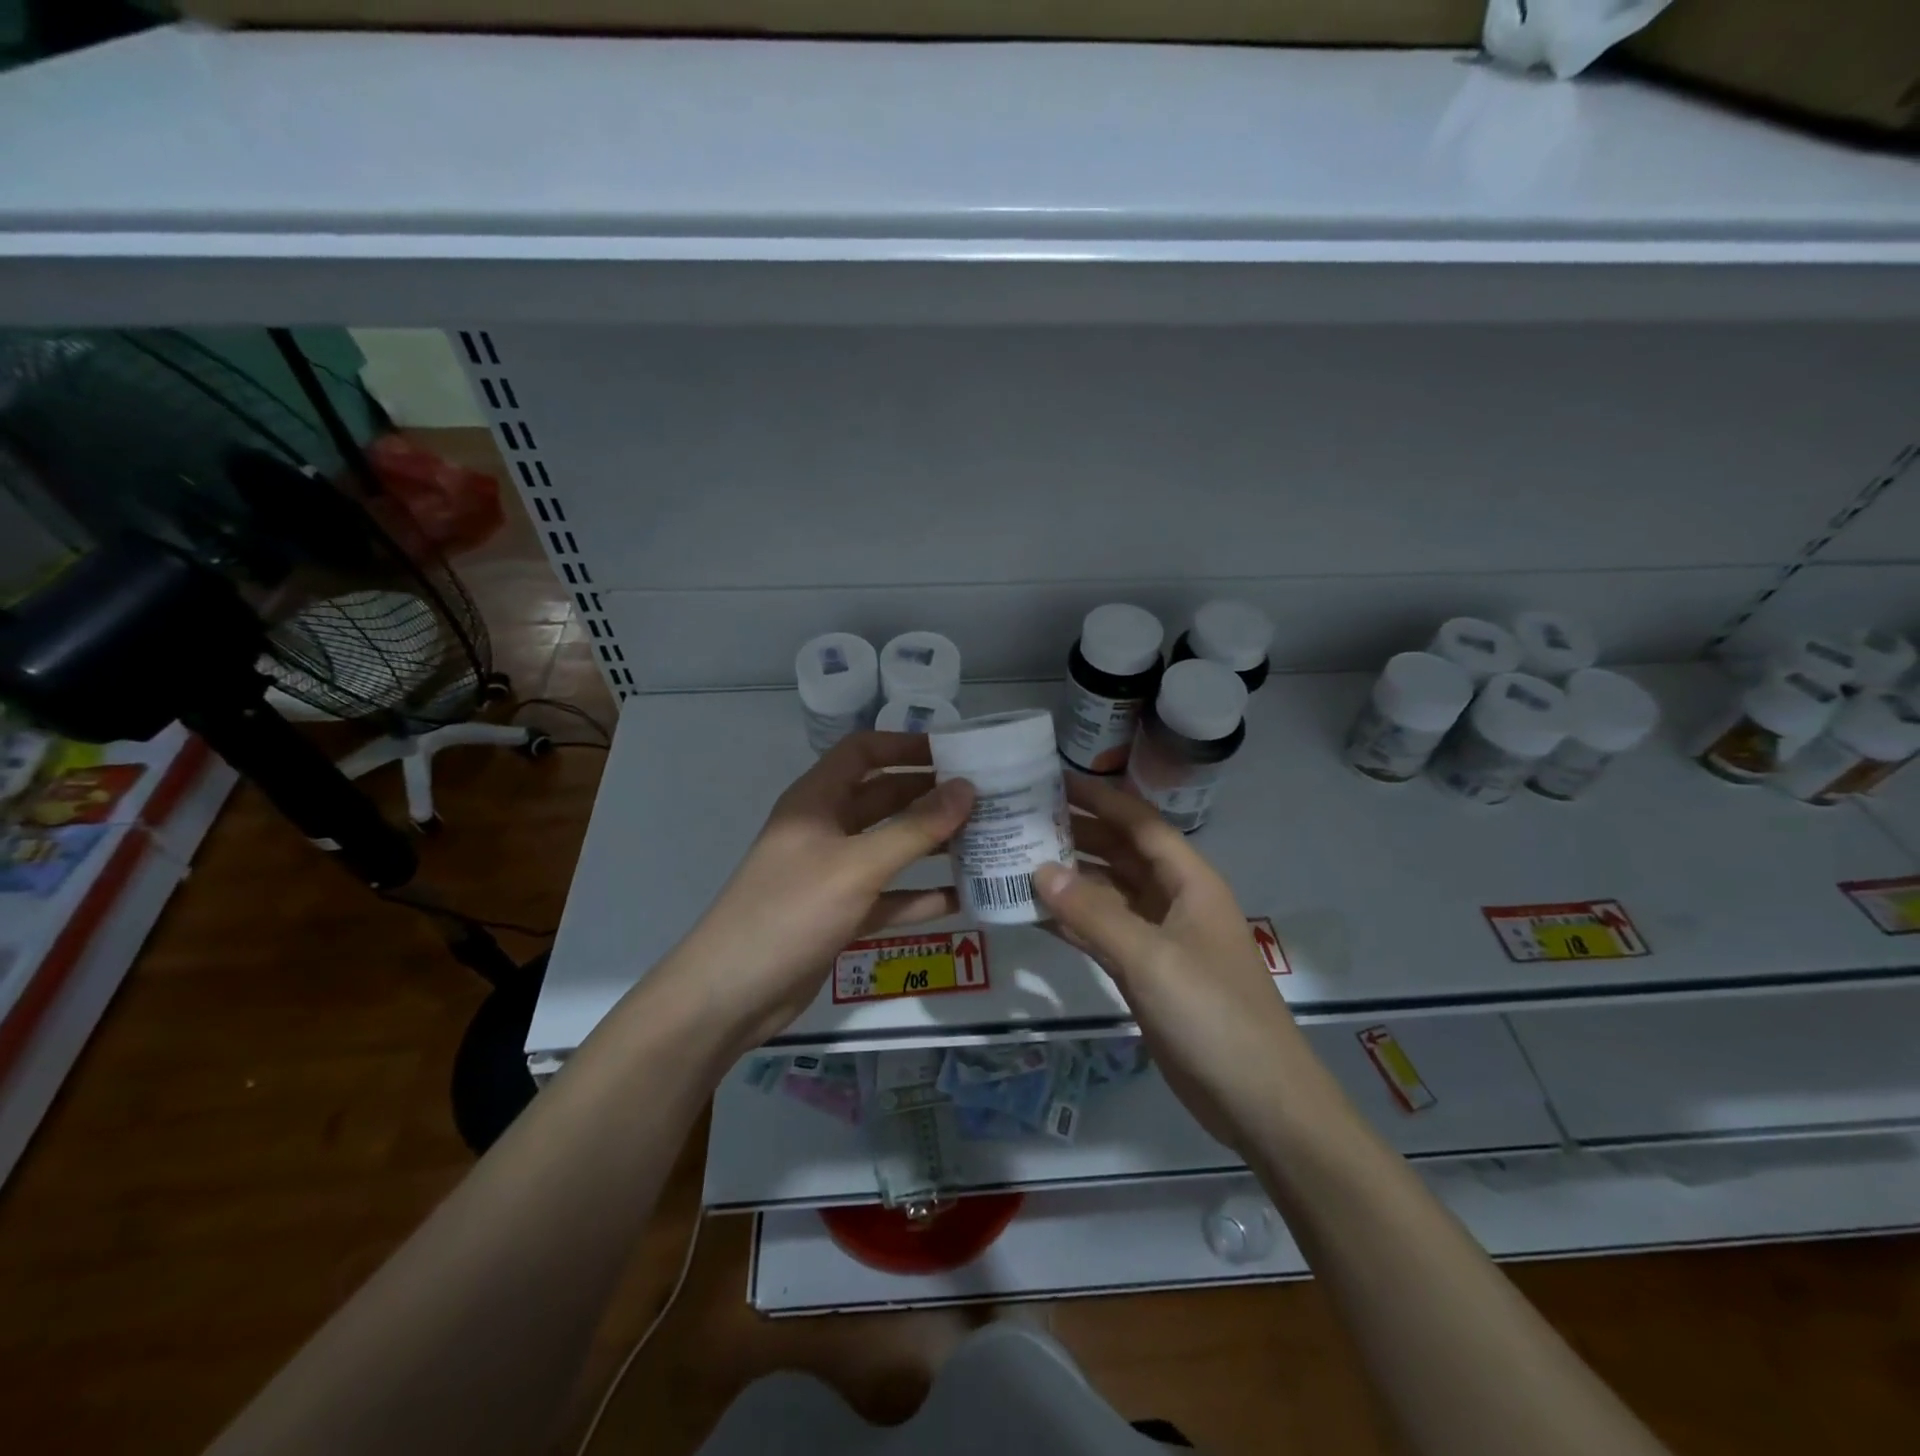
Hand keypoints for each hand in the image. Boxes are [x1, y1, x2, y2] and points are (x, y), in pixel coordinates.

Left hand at [656, 732, 975, 1056]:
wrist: (731, 995)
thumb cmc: (791, 912)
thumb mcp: (856, 866)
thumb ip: (914, 828)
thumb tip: (967, 788)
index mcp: (817, 801)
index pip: (863, 752)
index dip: (905, 746)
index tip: (956, 753)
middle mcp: (825, 829)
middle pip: (883, 798)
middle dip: (930, 796)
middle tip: (986, 799)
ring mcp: (832, 874)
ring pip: (890, 847)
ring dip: (931, 844)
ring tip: (985, 841)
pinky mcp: (841, 914)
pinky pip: (889, 895)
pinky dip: (920, 895)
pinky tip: (962, 898)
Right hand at [1034, 775, 1300, 1150]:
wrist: (1257, 1101)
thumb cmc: (1212, 1014)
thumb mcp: (1150, 957)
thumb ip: (1093, 912)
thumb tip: (1040, 869)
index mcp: (1189, 881)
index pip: (1139, 822)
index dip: (1099, 797)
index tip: (1051, 780)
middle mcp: (1175, 900)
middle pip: (1122, 852)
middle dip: (1079, 832)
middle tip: (1023, 818)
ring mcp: (1161, 938)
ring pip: (1110, 892)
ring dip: (1071, 877)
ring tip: (1018, 859)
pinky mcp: (1147, 973)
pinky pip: (1104, 933)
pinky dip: (1073, 922)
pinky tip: (1035, 913)